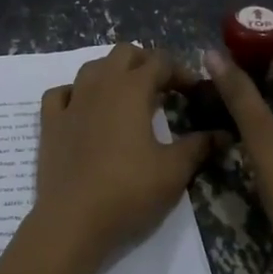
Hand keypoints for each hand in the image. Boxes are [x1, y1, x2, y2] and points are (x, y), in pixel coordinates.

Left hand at [31, 44, 221, 273]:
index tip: (194, 91)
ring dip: (113, 72)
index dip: (181, 71)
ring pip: (92, 67)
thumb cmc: (129, 190)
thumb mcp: (174, 171)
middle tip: (163, 87)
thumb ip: (199, 146)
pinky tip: (84, 107)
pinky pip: (61, 93)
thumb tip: (223, 134)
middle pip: (124, 53)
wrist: (73, 220)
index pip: (160, 62)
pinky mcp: (49, 123)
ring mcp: (71, 102)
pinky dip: (76, 92)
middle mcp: (99, 85)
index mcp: (131, 89)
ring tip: (128, 95)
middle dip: (146, 62)